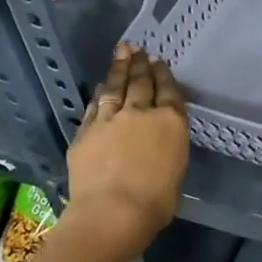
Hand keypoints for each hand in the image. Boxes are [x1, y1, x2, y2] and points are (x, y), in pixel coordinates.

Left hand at [66, 44, 188, 256]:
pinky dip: (99, 95)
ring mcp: (110, 119)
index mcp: (170, 122)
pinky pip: (94, 106)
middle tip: (137, 49)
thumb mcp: (176, 171)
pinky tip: (100, 88)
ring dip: (118, 69)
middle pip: (140, 83)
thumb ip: (168, 149)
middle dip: (139, 64)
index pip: (168, 90)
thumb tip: (159, 145)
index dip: (162, 73)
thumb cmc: (156, 202)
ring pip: (115, 88)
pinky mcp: (86, 131)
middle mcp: (141, 113)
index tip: (158, 61)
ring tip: (120, 53)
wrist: (112, 211)